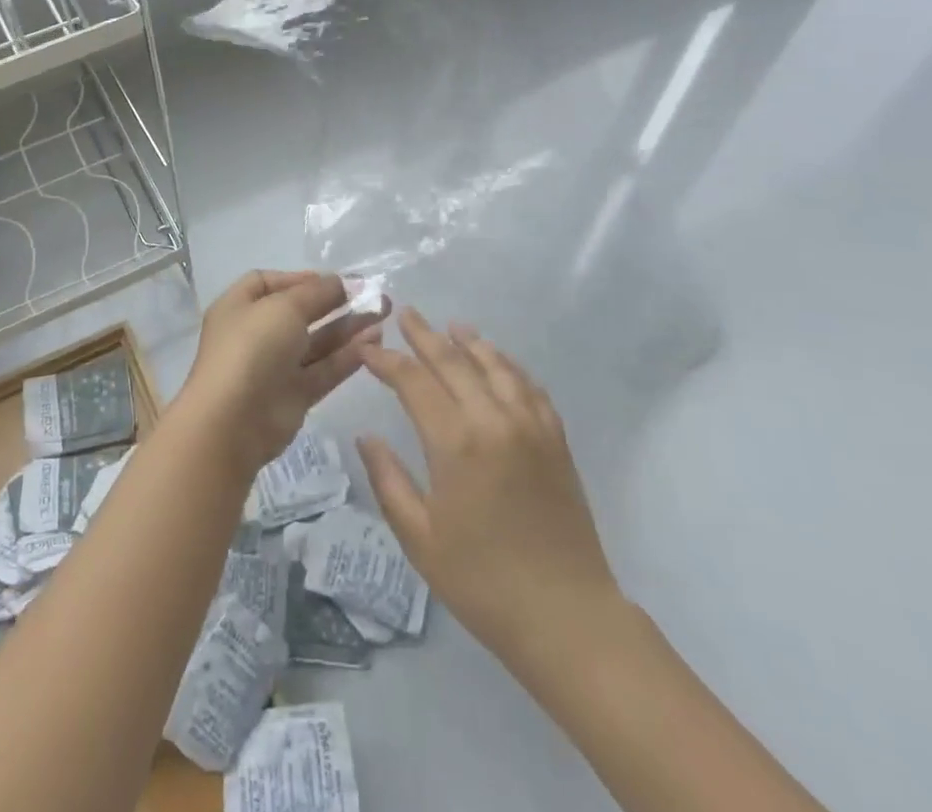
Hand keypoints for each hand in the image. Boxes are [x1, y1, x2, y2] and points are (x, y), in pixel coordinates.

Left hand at [175, 271, 387, 476]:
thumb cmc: (251, 348)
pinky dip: (348, 356)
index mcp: (239, 307)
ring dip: (347, 327)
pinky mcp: (294, 395)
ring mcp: (275, 366)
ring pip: (316, 342)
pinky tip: (375, 341)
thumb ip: (315, 292)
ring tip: (383, 314)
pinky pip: (324, 369)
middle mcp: (255, 334)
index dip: (299, 278)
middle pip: (299, 312)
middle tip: (373, 295)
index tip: (333, 280)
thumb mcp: (283, 307)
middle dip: (334, 302)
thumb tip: (339, 282)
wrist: (234, 422)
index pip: (267, 283)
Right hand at [356, 308, 620, 666]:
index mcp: (456, 442)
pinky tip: (499, 362)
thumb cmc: (482, 582)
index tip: (366, 349)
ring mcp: (530, 426)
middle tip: (405, 314)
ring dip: (470, 342)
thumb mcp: (420, 538)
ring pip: (495, 365)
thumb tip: (365, 437)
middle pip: (454, 361)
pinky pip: (529, 387)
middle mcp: (494, 420)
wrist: (566, 617)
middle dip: (424, 336)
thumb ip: (388, 480)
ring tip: (452, 327)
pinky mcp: (556, 439)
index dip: (386, 360)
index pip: (413, 381)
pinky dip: (509, 365)